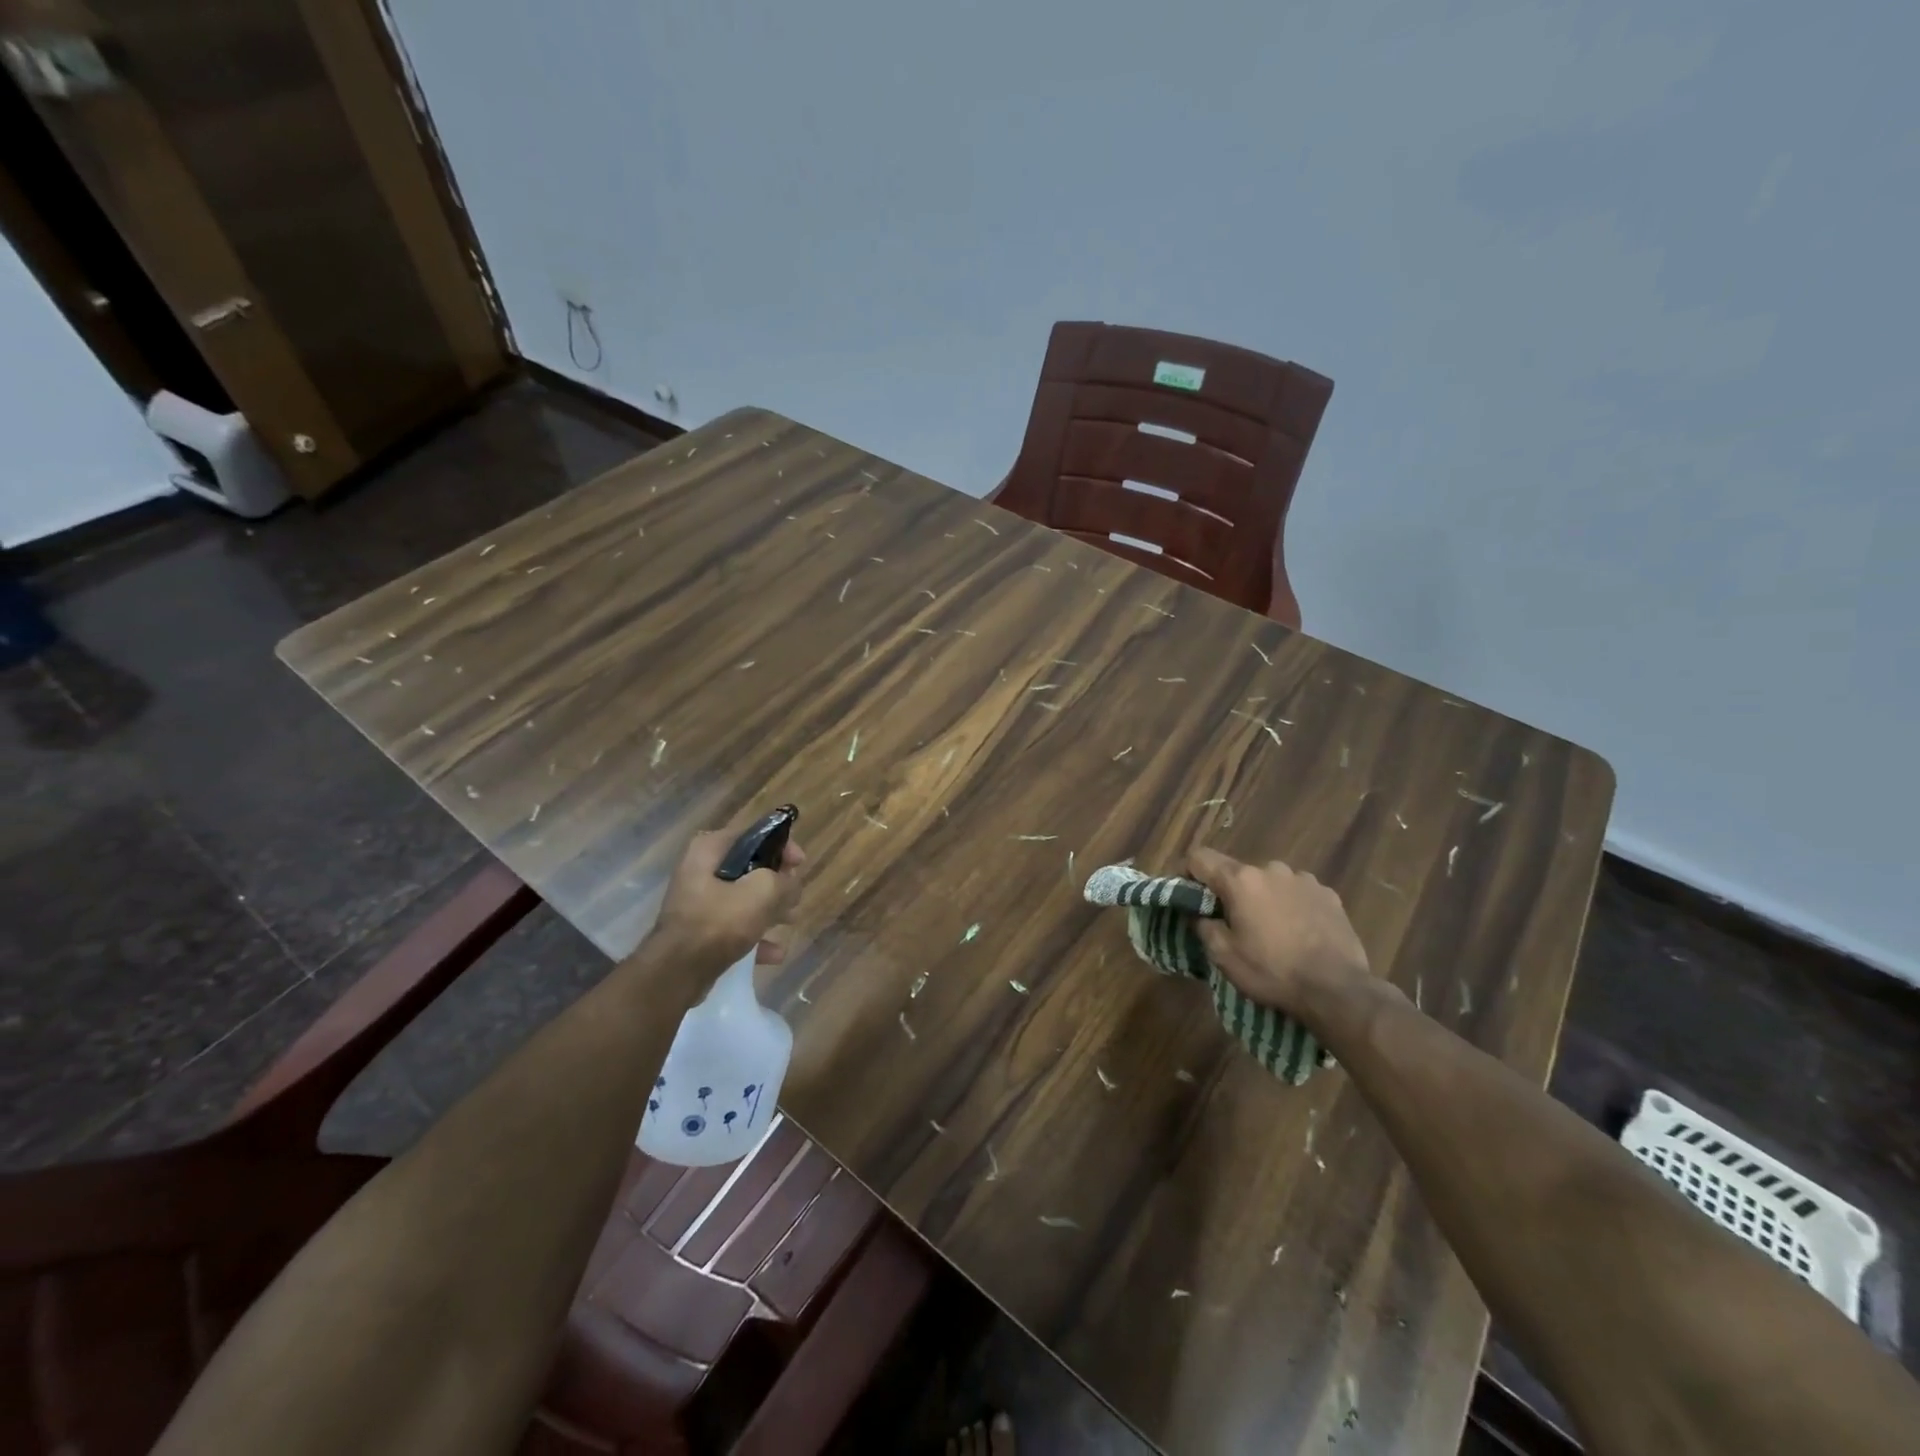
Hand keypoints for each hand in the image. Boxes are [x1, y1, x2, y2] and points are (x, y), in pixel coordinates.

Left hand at [649, 818, 807, 971]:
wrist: (677, 973)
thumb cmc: (718, 922)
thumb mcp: (762, 892)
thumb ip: (785, 881)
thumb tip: (791, 885)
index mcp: (709, 849)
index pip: (754, 835)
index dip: (782, 846)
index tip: (800, 865)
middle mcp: (700, 869)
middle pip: (751, 867)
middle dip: (778, 883)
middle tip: (794, 897)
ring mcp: (698, 901)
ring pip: (745, 897)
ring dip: (770, 909)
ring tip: (789, 922)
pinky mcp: (700, 930)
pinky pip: (734, 925)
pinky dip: (755, 935)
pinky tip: (774, 953)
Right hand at [1188, 847, 1371, 1012]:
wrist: (1338, 990)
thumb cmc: (1273, 971)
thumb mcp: (1224, 956)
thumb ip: (1204, 927)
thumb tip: (1200, 914)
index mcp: (1240, 880)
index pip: (1200, 858)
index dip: (1186, 871)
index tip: (1186, 892)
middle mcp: (1271, 869)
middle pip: (1238, 872)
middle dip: (1230, 891)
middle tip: (1232, 922)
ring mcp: (1303, 879)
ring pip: (1270, 881)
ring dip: (1262, 897)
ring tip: (1270, 929)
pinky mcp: (1328, 894)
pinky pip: (1298, 892)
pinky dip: (1291, 905)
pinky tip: (1298, 932)